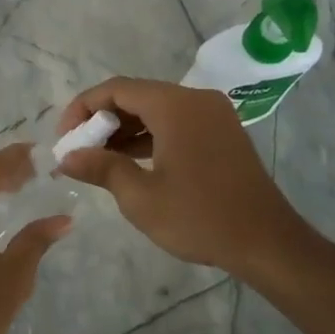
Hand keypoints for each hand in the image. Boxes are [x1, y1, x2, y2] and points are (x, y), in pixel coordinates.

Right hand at [56, 77, 319, 290]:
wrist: (269, 244)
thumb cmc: (200, 217)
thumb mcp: (140, 197)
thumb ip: (101, 168)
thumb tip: (67, 158)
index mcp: (175, 105)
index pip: (116, 89)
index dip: (83, 108)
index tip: (65, 137)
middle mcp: (195, 99)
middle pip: (135, 95)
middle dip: (102, 120)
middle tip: (78, 149)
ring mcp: (213, 115)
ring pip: (155, 109)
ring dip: (124, 129)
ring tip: (98, 159)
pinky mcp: (222, 133)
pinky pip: (175, 122)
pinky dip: (149, 136)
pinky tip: (130, 161)